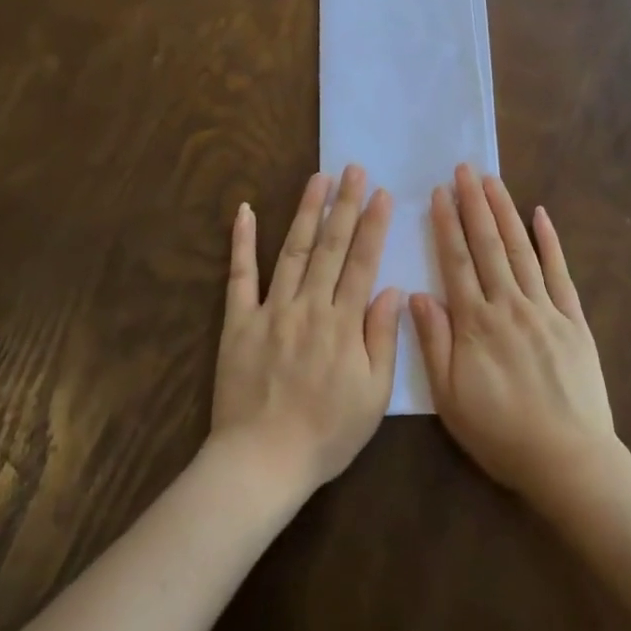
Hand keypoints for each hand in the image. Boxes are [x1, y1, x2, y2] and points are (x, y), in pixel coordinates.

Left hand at [210, 166, 400, 497]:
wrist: (262, 462)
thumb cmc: (327, 433)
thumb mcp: (373, 395)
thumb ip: (383, 339)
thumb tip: (392, 290)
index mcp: (343, 324)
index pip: (362, 263)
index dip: (372, 226)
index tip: (380, 193)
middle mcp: (308, 306)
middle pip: (330, 247)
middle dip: (344, 205)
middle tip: (352, 169)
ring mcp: (270, 310)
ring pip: (292, 251)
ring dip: (306, 211)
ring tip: (318, 178)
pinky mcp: (238, 322)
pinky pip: (239, 276)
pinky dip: (242, 242)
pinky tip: (246, 211)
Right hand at [411, 165, 614, 504]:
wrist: (569, 459)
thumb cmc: (501, 433)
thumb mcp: (451, 398)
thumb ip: (434, 343)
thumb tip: (416, 294)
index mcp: (476, 323)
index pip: (457, 262)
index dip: (446, 225)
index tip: (439, 193)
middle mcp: (509, 305)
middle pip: (488, 245)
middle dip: (474, 204)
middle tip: (464, 170)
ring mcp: (545, 308)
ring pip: (521, 249)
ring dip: (505, 212)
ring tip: (493, 180)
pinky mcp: (573, 320)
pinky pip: (560, 272)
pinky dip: (550, 241)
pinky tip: (541, 215)